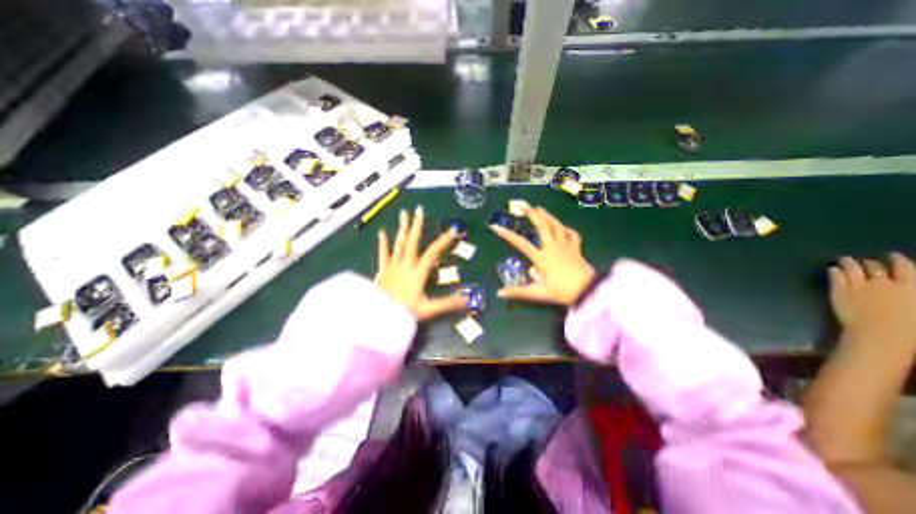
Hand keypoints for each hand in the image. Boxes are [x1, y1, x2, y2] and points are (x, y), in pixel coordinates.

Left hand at [375, 204, 468, 319]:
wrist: (378, 317)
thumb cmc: (404, 312)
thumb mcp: (428, 309)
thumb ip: (447, 303)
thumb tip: (466, 300)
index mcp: (418, 273)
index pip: (433, 253)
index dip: (443, 241)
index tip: (452, 230)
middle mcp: (406, 265)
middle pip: (412, 242)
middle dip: (417, 225)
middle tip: (419, 210)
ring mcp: (393, 266)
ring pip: (399, 244)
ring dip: (402, 228)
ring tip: (404, 213)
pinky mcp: (382, 270)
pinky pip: (383, 254)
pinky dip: (382, 242)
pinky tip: (381, 231)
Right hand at [490, 205, 599, 304]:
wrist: (588, 291)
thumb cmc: (562, 292)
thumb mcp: (538, 293)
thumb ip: (518, 292)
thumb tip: (499, 293)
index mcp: (542, 258)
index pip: (521, 244)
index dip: (508, 235)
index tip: (496, 227)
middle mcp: (552, 248)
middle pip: (542, 227)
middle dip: (532, 214)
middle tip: (523, 205)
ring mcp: (566, 246)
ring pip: (556, 226)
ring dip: (547, 216)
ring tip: (539, 208)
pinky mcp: (576, 249)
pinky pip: (571, 235)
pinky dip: (566, 229)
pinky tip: (564, 227)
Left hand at [828, 256, 914, 351]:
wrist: (880, 334)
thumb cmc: (910, 328)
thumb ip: (911, 293)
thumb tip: (908, 287)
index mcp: (911, 287)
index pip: (904, 267)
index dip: (897, 259)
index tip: (892, 255)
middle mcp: (883, 282)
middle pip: (874, 266)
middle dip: (869, 262)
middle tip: (864, 261)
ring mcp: (858, 285)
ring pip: (851, 268)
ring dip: (847, 262)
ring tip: (844, 259)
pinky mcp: (838, 290)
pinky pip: (835, 276)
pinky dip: (834, 271)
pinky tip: (832, 269)